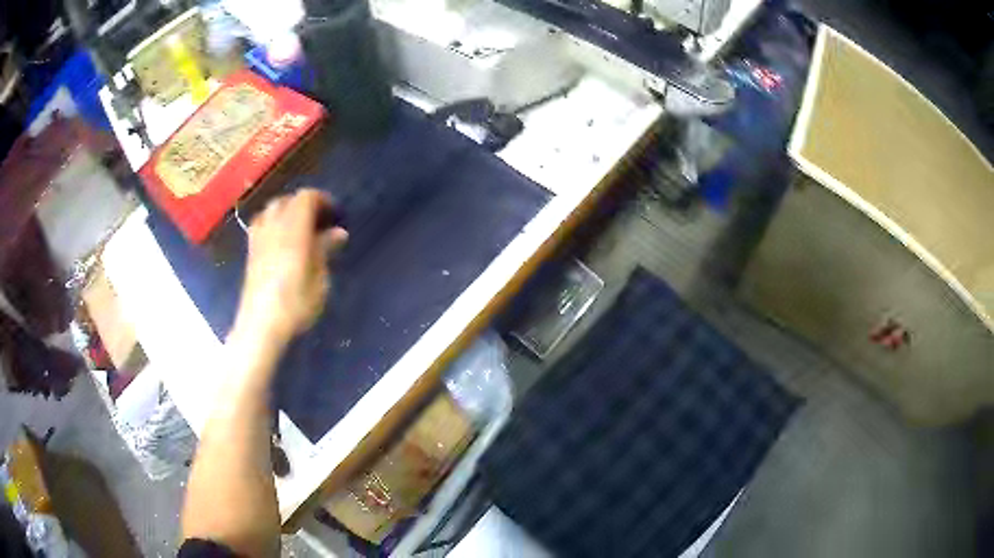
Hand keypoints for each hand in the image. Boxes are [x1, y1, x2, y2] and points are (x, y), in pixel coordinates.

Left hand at [231, 189, 347, 351]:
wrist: (260, 325)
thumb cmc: (295, 304)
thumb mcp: (319, 280)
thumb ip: (325, 250)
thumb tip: (338, 232)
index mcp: (293, 230)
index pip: (306, 197)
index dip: (322, 199)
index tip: (334, 214)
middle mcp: (273, 227)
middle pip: (287, 200)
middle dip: (304, 204)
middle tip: (319, 221)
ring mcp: (258, 239)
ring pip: (270, 209)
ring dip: (286, 211)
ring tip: (299, 227)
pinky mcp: (250, 252)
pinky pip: (260, 224)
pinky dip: (272, 223)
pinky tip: (280, 240)